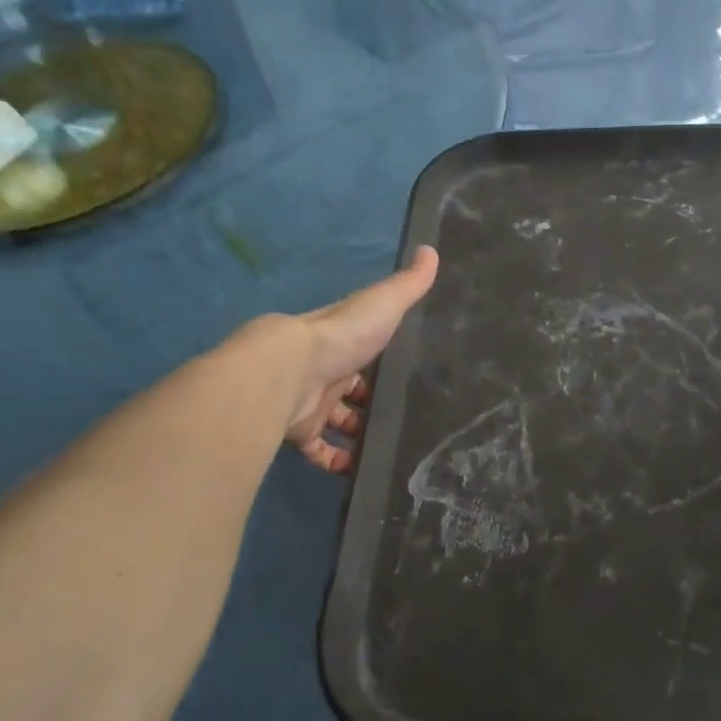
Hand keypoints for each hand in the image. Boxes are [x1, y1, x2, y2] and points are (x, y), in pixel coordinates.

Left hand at [281, 246, 438, 473]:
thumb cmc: (341, 337)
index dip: (379, 366)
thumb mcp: (383, 305)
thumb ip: (409, 285)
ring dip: (355, 435)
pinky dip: (335, 462)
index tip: (401, 381)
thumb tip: (432, 250)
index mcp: (342, 343)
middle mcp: (323, 372)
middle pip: (347, 390)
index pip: (362, 353)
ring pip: (334, 422)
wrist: (288, 370)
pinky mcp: (299, 432)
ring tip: (386, 448)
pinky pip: (318, 452)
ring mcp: (309, 403)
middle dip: (366, 404)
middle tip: (399, 420)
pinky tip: (358, 470)